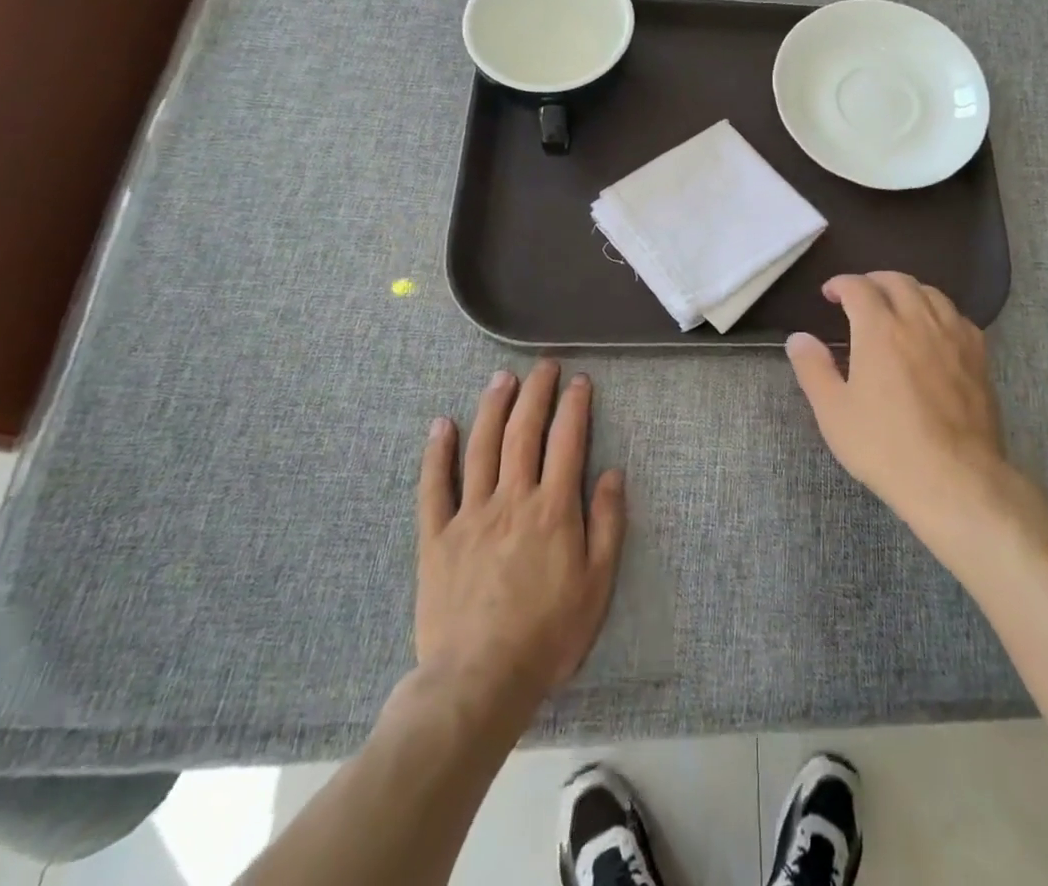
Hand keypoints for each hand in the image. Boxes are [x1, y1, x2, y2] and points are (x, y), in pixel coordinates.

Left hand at [412, 361, 625, 724]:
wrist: (478, 682)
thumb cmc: (548, 634)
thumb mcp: (597, 583)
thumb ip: (608, 523)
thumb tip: (613, 472)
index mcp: (553, 509)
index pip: (567, 441)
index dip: (575, 406)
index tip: (580, 380)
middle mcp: (512, 500)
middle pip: (523, 433)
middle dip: (535, 393)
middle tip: (543, 366)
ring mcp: (470, 515)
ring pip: (481, 448)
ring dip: (492, 408)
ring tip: (501, 379)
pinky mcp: (436, 538)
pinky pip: (434, 488)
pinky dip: (437, 453)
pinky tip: (442, 425)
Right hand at [785, 272, 1007, 530]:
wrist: (954, 477)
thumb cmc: (885, 446)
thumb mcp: (834, 412)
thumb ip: (813, 368)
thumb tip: (798, 338)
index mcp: (880, 329)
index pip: (859, 287)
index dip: (841, 283)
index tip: (829, 293)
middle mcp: (918, 321)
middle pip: (898, 281)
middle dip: (873, 280)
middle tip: (859, 295)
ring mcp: (953, 336)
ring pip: (931, 293)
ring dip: (908, 290)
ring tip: (896, 305)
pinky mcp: (978, 355)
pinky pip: (958, 316)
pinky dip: (939, 311)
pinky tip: (934, 329)